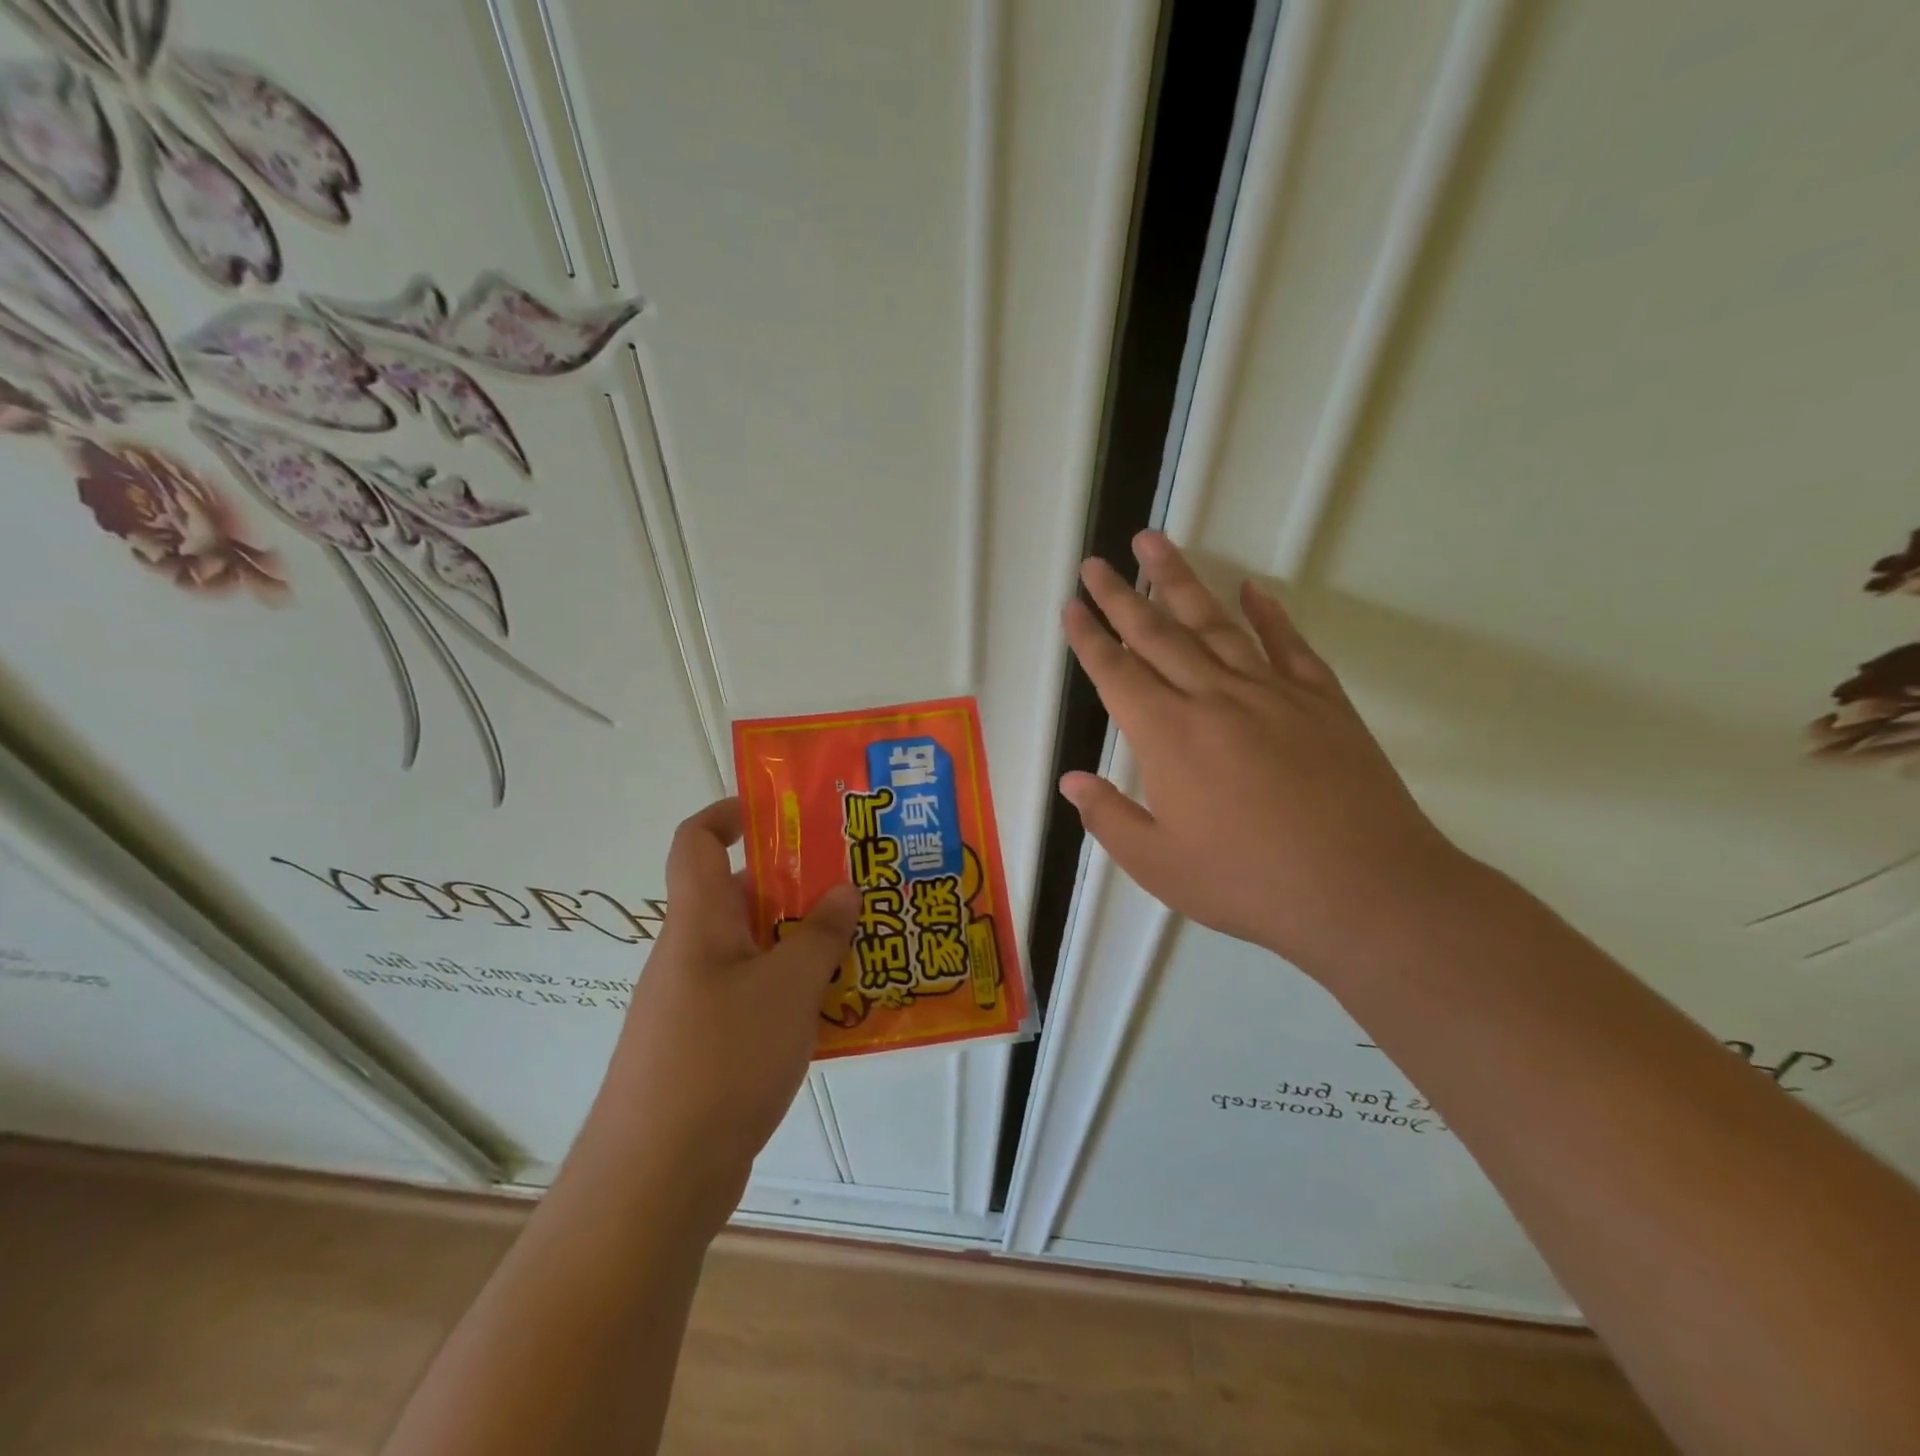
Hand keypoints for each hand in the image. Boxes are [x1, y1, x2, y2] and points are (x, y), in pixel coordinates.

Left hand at [580, 798, 857, 1232]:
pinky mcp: (708, 1047)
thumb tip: (844, 890)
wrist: (655, 1181)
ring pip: (756, 950)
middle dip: (797, 884)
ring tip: (863, 943)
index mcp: (698, 922)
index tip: (782, 811)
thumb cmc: (720, 1060)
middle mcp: (691, 953)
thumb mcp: (787, 988)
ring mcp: (697, 1003)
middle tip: (856, 883)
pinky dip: (794, 992)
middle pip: (740, 895)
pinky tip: (841, 1010)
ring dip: (804, 942)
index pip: (696, 840)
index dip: (730, 812)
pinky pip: (757, 997)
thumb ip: (821, 935)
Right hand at [1060, 530, 1468, 975]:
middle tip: (1096, 562)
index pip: (1116, 673)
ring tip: (1155, 544)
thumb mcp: (1159, 866)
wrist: (1365, 890)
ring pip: (1215, 623)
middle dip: (1120, 596)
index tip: (1073, 606)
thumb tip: (1071, 780)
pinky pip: (1288, 644)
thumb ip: (1109, 819)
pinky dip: (1268, 614)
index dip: (1089, 638)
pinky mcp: (1322, 700)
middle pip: (1157, 634)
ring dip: (1180, 581)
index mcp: (1168, 736)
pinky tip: (1252, 589)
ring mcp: (1272, 692)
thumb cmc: (1249, 882)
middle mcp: (1213, 699)